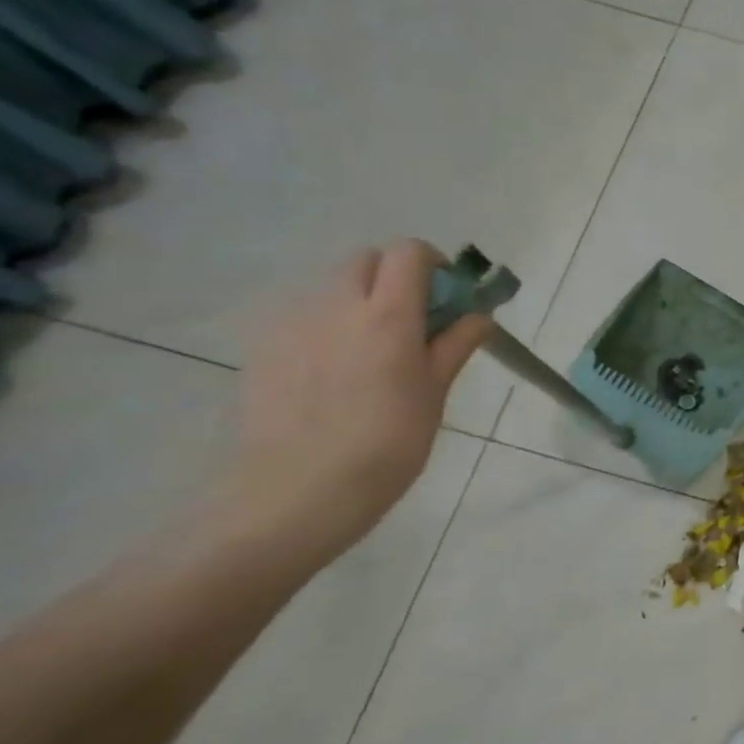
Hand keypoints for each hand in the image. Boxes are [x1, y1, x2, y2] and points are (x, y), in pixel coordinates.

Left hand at [222, 241, 490, 562]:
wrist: (299, 490)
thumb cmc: (388, 442)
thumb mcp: (435, 393)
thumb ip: (454, 345)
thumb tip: (478, 317)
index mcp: (388, 315)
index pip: (408, 253)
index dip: (432, 265)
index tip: (445, 298)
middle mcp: (337, 306)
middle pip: (366, 261)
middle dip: (394, 277)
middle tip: (413, 322)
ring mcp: (293, 325)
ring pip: (332, 289)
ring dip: (359, 302)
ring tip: (372, 352)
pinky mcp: (264, 348)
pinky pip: (303, 318)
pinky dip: (327, 327)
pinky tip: (334, 374)